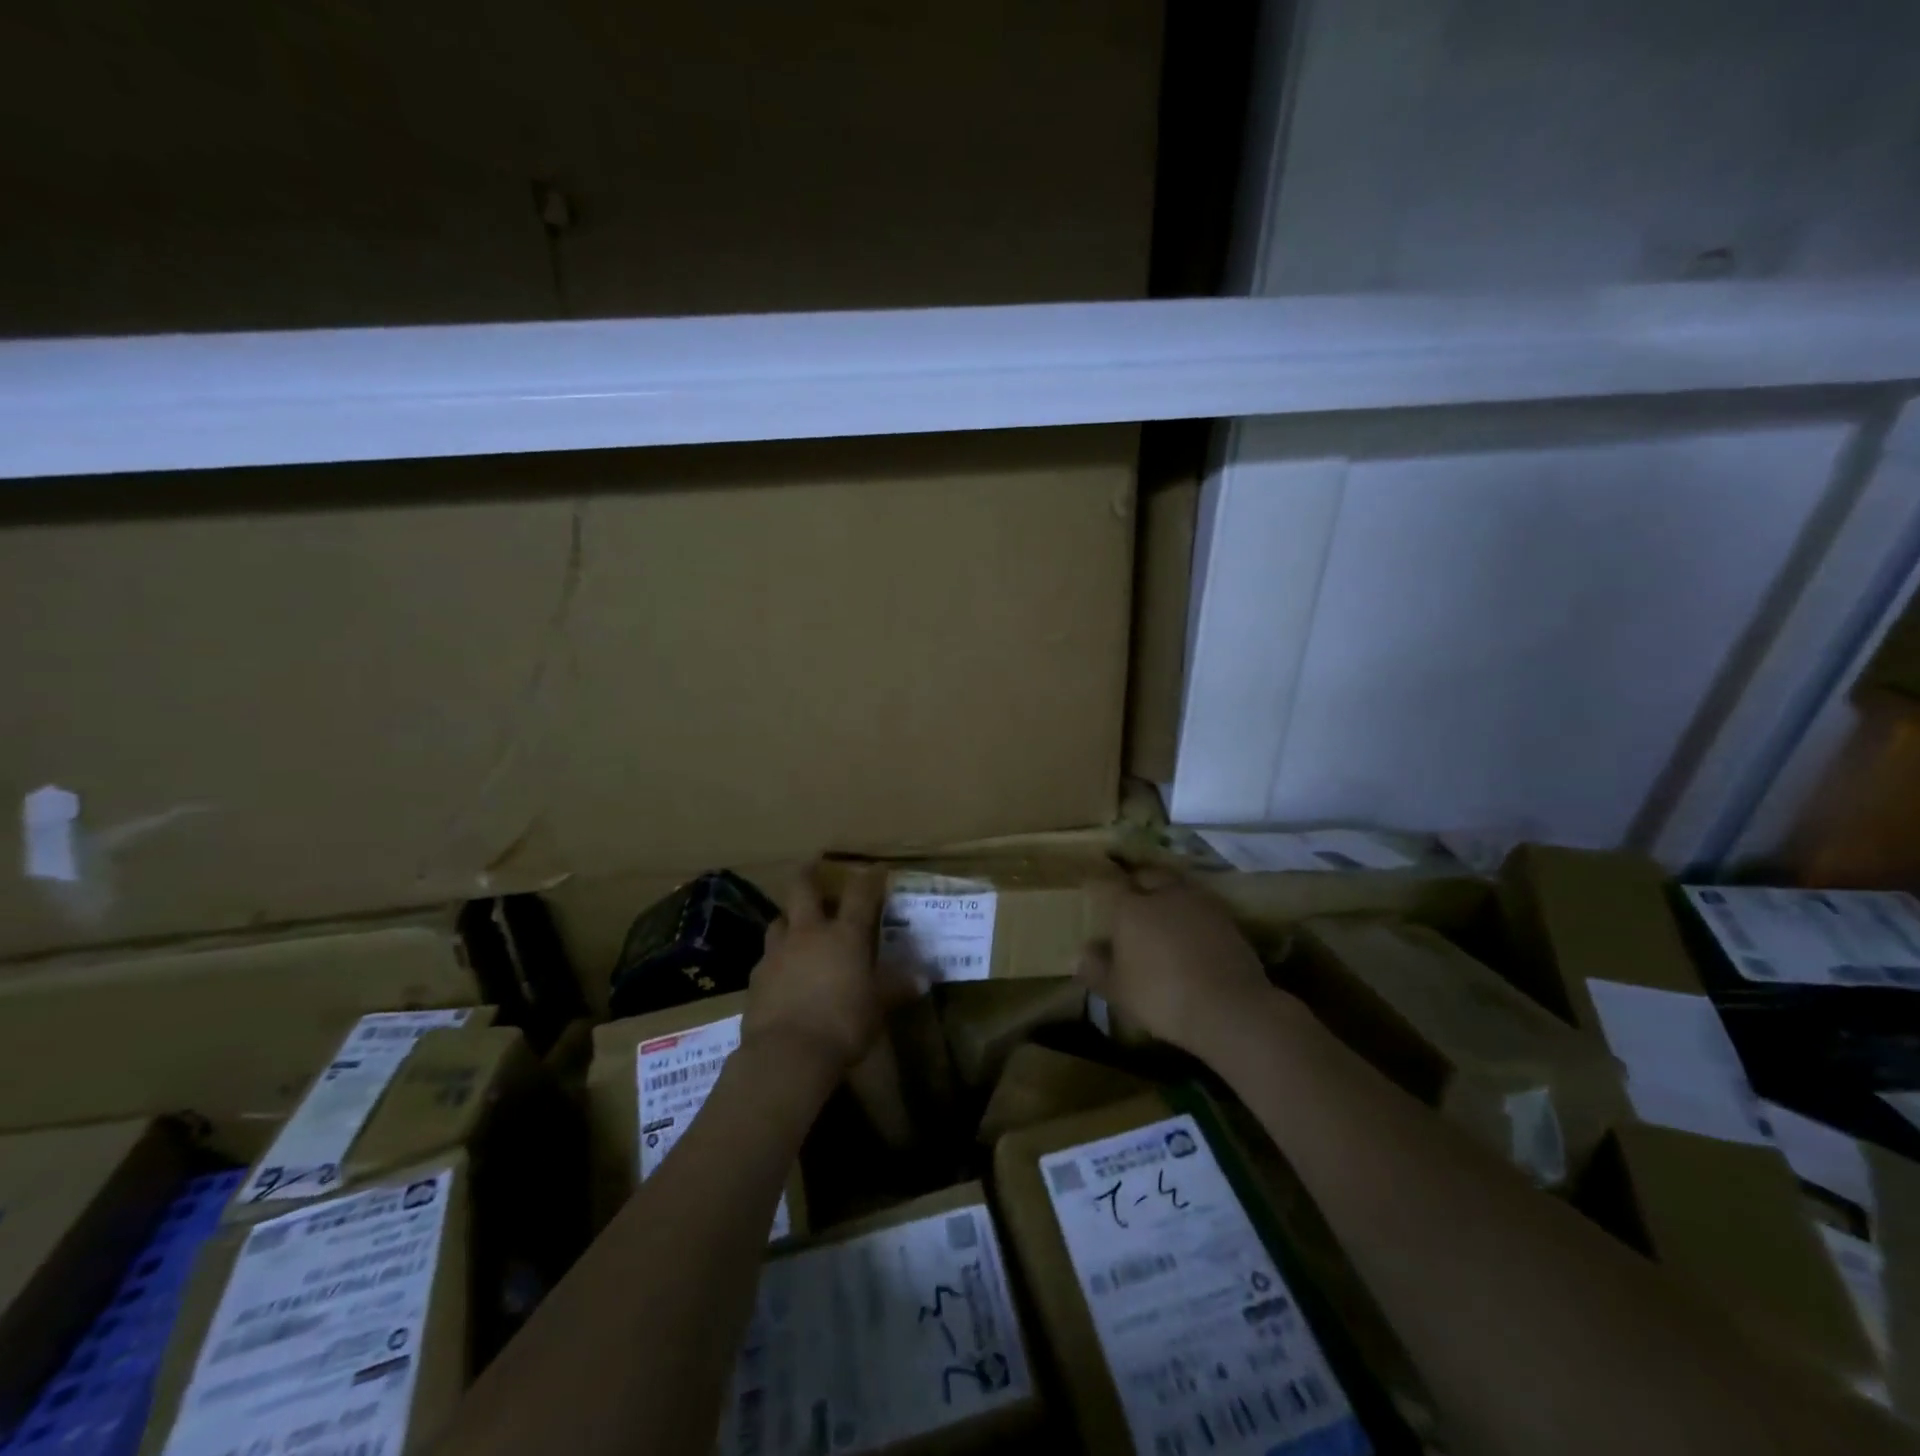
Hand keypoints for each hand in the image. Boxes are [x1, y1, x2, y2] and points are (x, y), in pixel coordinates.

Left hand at [743, 865, 912, 1078]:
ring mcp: (778, 952)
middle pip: (803, 890)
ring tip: (796, 925)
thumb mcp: (877, 1007)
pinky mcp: (756, 977)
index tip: (875, 869)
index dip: (869, 878)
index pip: (860, 895)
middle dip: (808, 875)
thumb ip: (897, 988)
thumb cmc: (843, 1023)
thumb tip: (923, 979)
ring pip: (779, 921)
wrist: (787, 1053)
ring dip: (789, 919)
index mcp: (845, 935)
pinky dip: (776, 958)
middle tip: (811, 867)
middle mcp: (809, 933)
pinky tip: (782, 972)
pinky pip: (766, 957)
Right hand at [1075, 870, 1274, 1054]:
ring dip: (1166, 893)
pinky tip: (1189, 930)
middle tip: (1129, 895)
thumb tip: (1079, 955)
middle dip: (1136, 881)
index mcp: (1130, 907)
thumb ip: (1097, 969)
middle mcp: (1163, 894)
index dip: (1097, 883)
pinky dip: (1190, 912)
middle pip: (1146, 874)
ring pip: (1176, 886)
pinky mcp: (1226, 918)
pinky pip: (1199, 905)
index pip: (1106, 884)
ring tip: (1161, 910)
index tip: (1091, 886)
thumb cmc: (1161, 996)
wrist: (1230, 1007)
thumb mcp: (1119, 990)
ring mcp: (1199, 903)